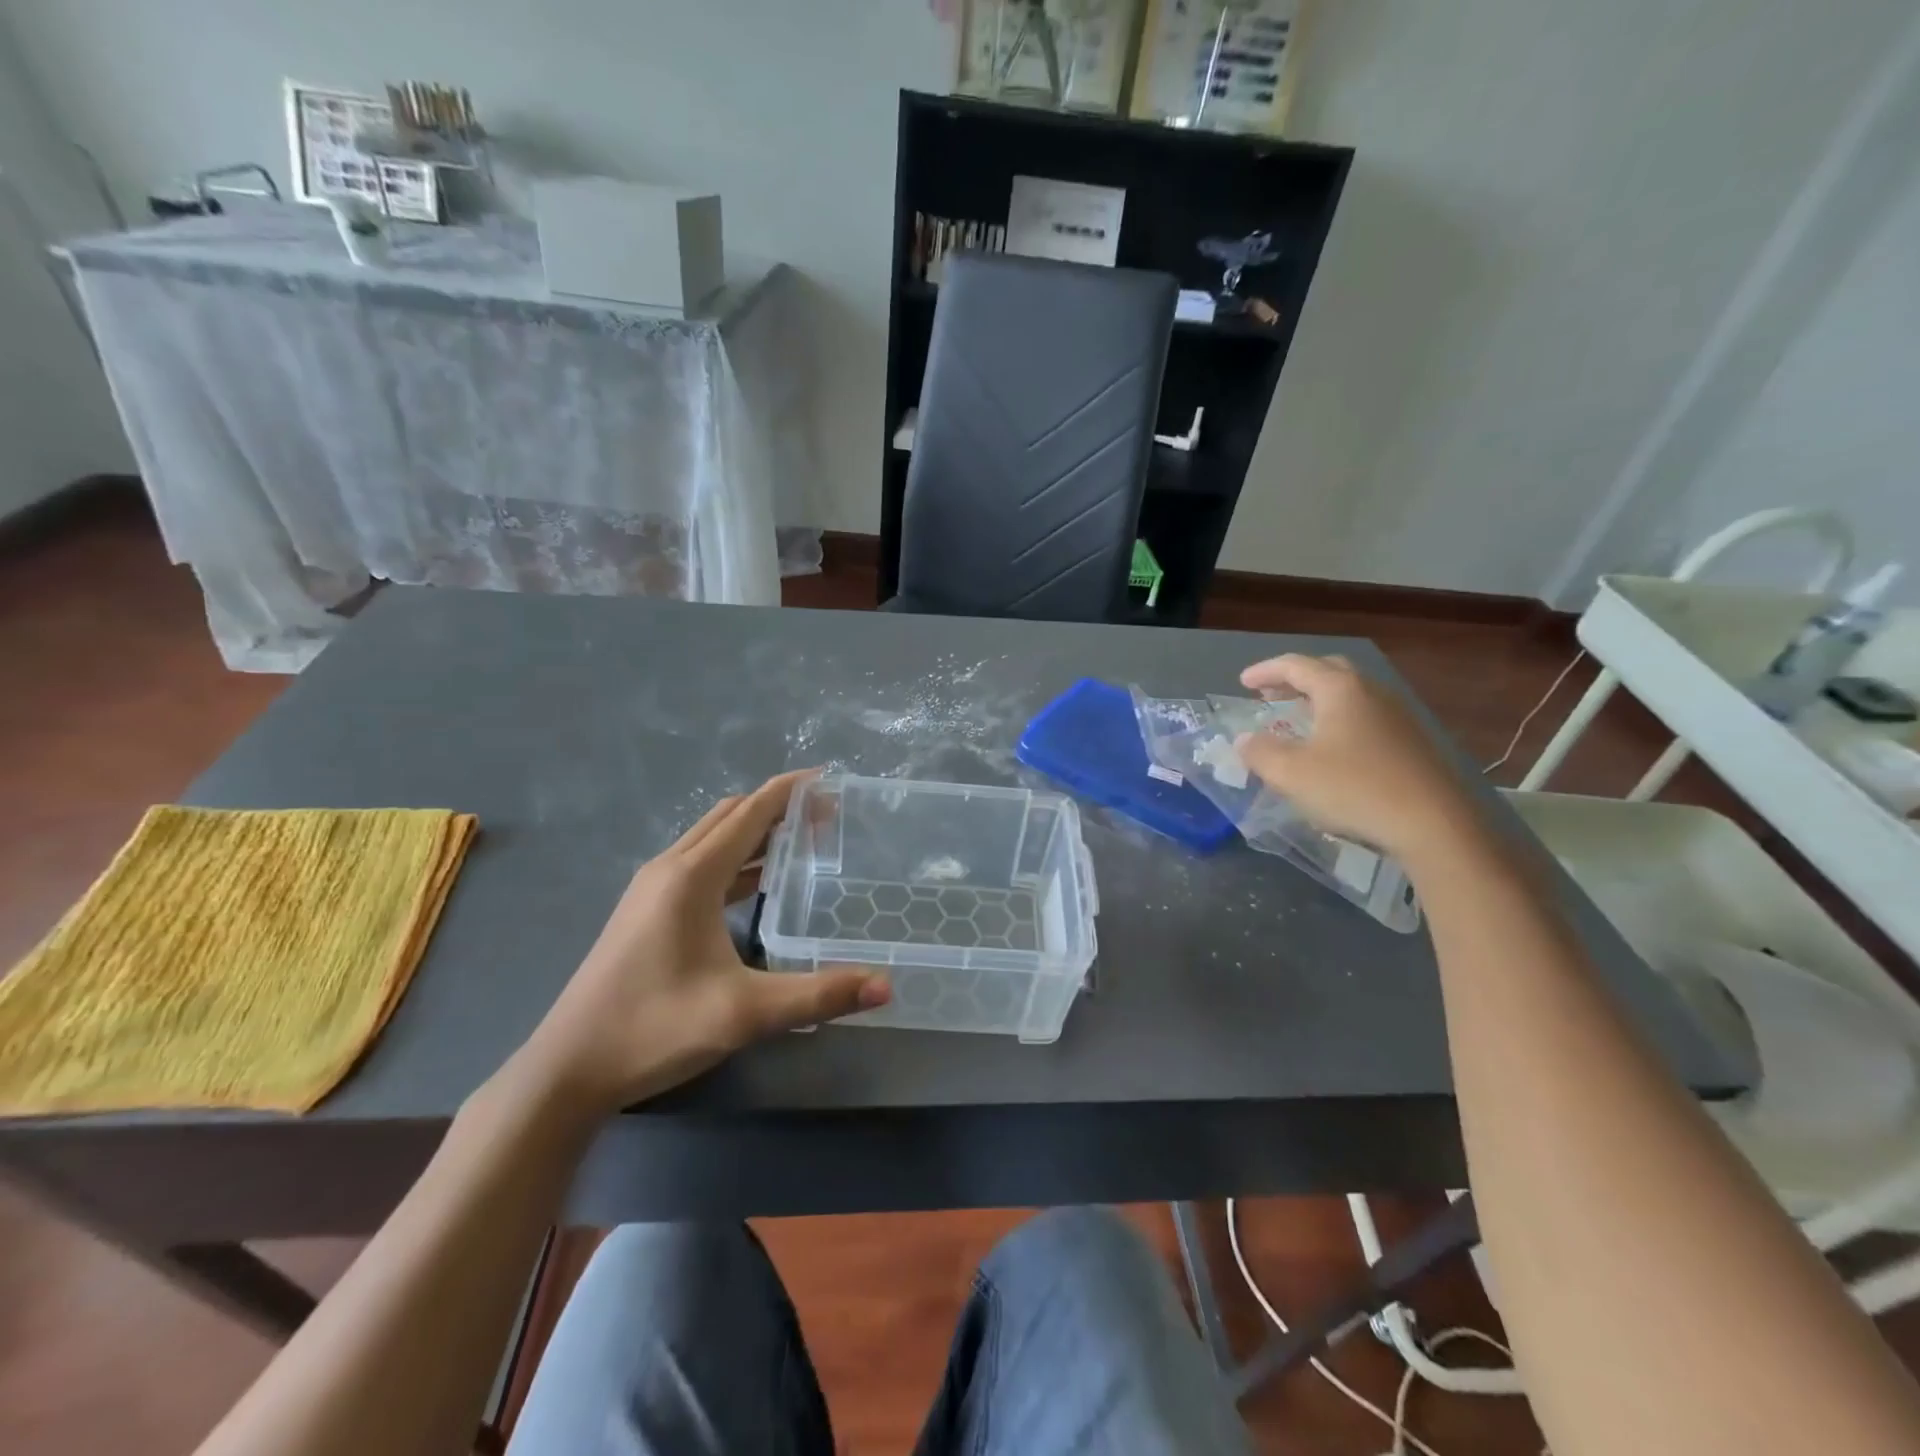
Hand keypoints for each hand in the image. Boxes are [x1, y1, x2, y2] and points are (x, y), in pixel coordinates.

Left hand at [509, 771, 889, 1120]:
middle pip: (730, 816)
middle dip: (778, 807)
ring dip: (755, 832)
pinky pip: (700, 864)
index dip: (791, 790)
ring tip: (802, 841)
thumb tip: (886, 988)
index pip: (750, 813)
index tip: (831, 779)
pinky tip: (758, 884)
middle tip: (826, 816)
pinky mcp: (645, 910)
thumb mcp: (745, 1013)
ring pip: (712, 839)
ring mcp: (652, 889)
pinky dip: (735, 859)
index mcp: (691, 876)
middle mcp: (670, 868)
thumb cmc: (655, 1028)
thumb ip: (819, 995)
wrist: (568, 1070)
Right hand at [1233, 654, 1482, 861]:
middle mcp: (1371, 692)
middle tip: (1271, 694)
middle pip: (1329, 671)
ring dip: (1319, 699)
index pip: (1296, 666)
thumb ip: (1259, 752)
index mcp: (1340, 690)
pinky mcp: (1411, 742)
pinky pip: (1366, 716)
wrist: (1433, 824)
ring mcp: (1397, 716)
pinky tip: (1332, 746)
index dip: (1266, 671)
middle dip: (1296, 679)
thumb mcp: (1290, 773)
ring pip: (1351, 694)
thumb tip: (1244, 740)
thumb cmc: (1353, 789)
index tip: (1243, 682)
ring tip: (1297, 718)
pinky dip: (1339, 719)